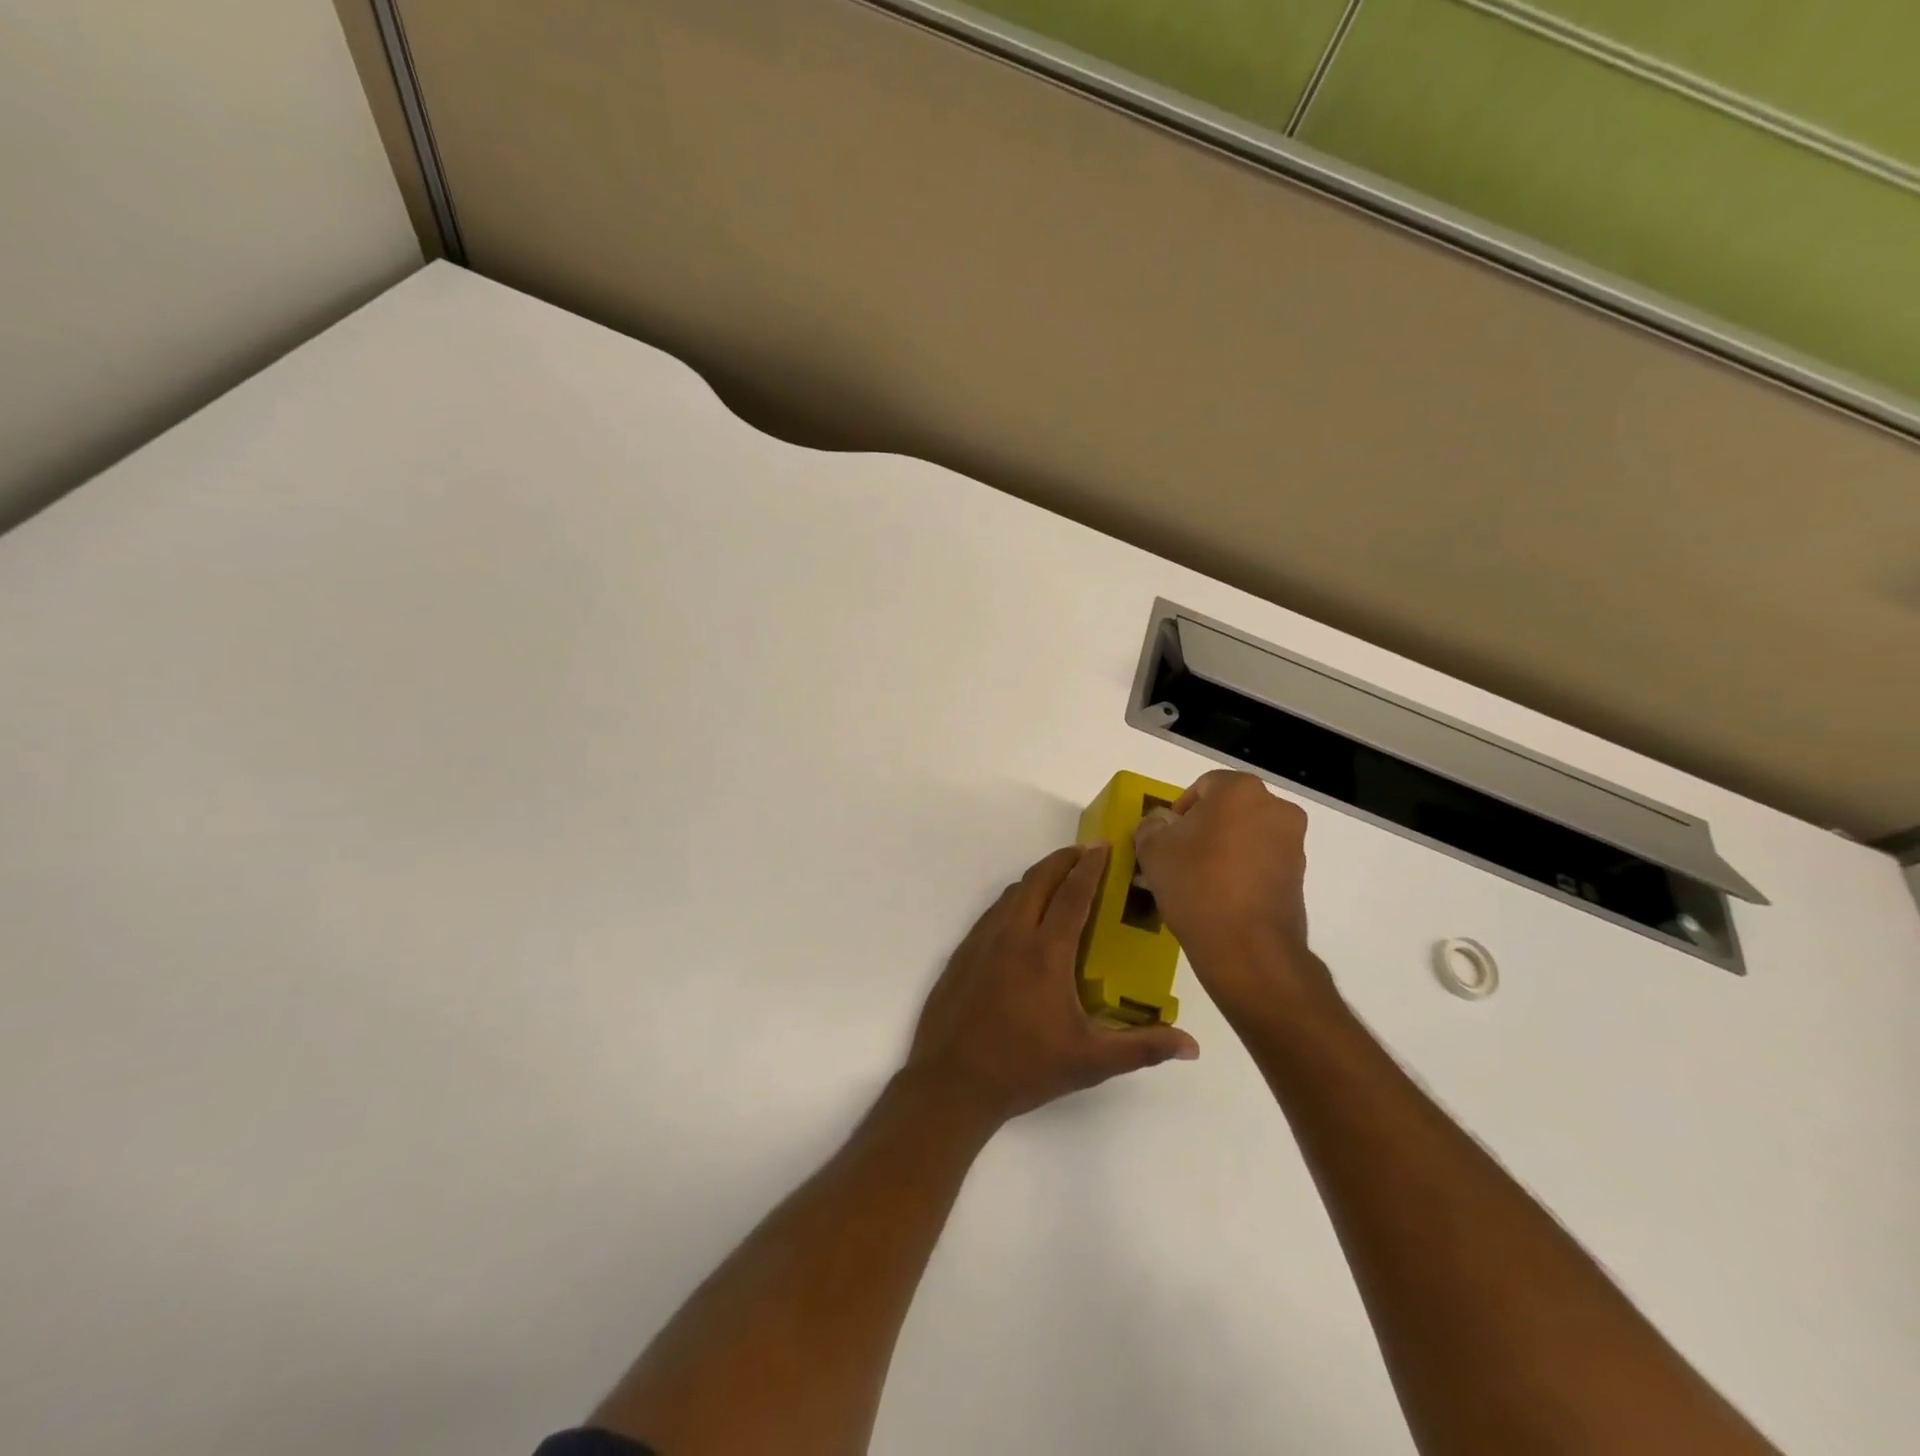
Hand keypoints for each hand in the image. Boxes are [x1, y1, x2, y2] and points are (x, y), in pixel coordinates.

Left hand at [905, 843, 1198, 1126]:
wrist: (951, 1081)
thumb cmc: (1025, 1068)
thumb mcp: (1090, 1061)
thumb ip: (1142, 1047)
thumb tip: (1191, 1044)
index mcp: (1046, 953)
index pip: (1073, 895)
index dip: (1091, 867)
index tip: (1105, 846)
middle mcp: (1012, 935)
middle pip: (1038, 880)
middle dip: (1063, 859)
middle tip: (1085, 853)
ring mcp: (982, 941)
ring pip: (1013, 892)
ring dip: (1038, 876)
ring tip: (1059, 878)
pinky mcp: (963, 953)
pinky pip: (993, 911)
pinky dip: (1015, 898)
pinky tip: (1022, 915)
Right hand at [1132, 771, 1336, 1015]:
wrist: (1246, 948)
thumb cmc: (1196, 884)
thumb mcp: (1153, 849)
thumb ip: (1152, 825)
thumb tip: (1162, 824)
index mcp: (1240, 790)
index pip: (1203, 786)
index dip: (1179, 810)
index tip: (1165, 839)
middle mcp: (1275, 808)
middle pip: (1229, 809)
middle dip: (1204, 828)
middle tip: (1179, 857)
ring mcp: (1293, 844)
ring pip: (1246, 836)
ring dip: (1224, 850)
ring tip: (1198, 882)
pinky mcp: (1299, 877)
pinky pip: (1261, 862)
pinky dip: (1241, 872)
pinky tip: (1220, 898)